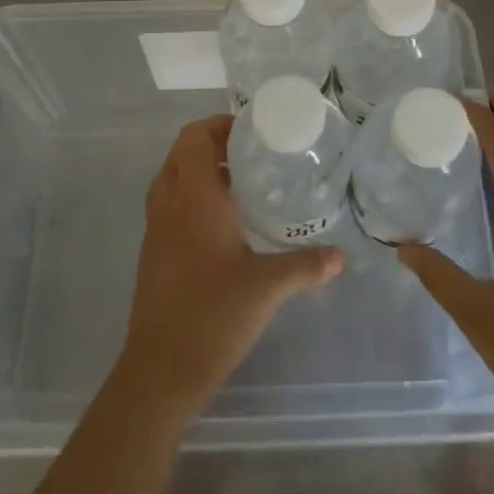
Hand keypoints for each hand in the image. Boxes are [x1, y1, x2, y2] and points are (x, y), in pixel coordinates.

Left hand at [118, 114, 343, 418]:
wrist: (161, 369)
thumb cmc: (213, 315)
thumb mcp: (267, 287)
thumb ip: (306, 266)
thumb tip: (341, 255)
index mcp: (194, 198)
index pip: (194, 137)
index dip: (218, 125)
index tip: (250, 132)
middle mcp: (169, 204)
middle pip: (181, 152)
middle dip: (212, 144)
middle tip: (250, 154)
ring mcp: (156, 228)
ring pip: (172, 178)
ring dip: (199, 170)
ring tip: (239, 183)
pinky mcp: (153, 252)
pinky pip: (169, 204)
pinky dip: (190, 196)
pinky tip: (223, 224)